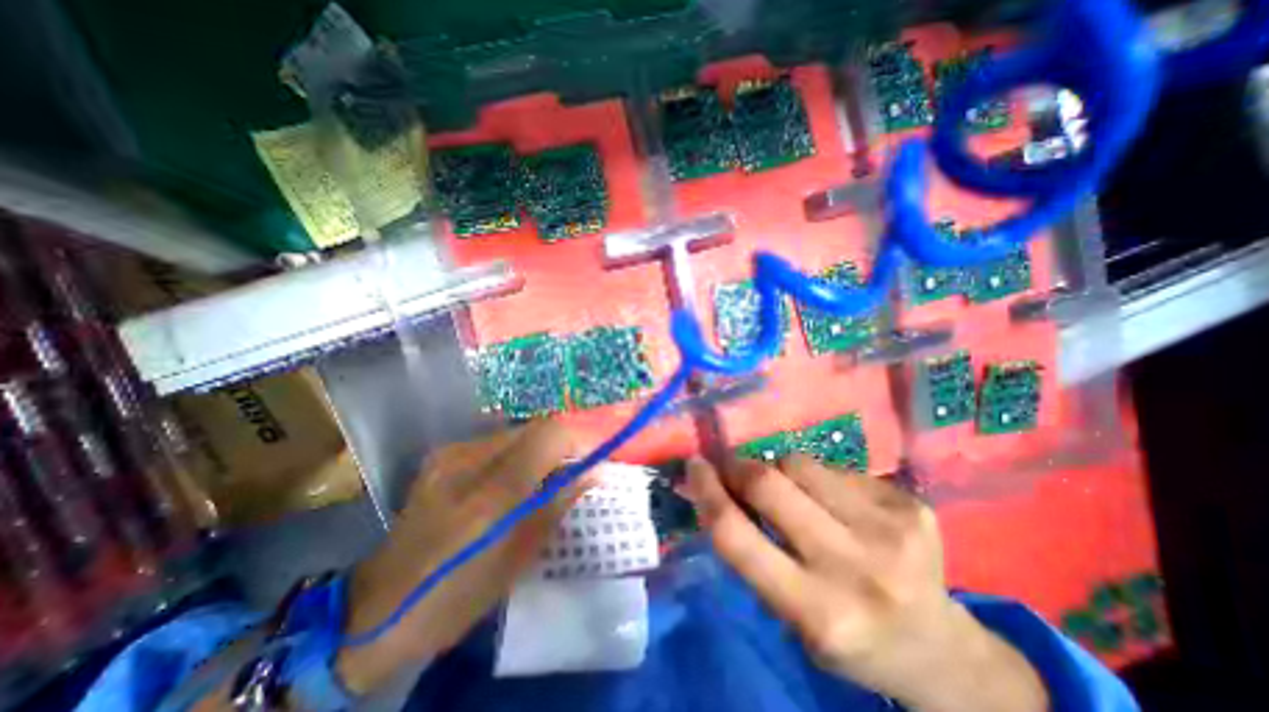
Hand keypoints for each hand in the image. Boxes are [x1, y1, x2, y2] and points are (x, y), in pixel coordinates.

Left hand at [335, 419, 578, 691]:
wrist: (377, 609)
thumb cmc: (457, 593)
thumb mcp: (518, 557)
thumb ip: (558, 504)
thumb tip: (594, 472)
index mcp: (489, 494)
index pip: (547, 436)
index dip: (577, 440)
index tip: (592, 458)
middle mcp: (467, 459)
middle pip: (532, 428)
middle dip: (560, 444)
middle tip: (571, 470)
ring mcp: (449, 453)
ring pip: (514, 432)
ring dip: (538, 449)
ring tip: (543, 477)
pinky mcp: (441, 455)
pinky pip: (494, 443)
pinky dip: (516, 454)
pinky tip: (512, 480)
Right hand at [690, 456, 1045, 711]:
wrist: (940, 649)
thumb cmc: (849, 636)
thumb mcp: (789, 615)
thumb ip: (751, 550)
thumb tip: (715, 488)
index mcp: (818, 611)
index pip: (736, 536)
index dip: (707, 492)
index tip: (694, 466)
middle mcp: (857, 567)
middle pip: (769, 484)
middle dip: (738, 466)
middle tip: (729, 464)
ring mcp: (891, 529)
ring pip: (799, 463)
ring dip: (778, 469)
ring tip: (787, 488)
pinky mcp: (911, 504)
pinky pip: (834, 467)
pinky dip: (817, 477)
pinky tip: (833, 501)